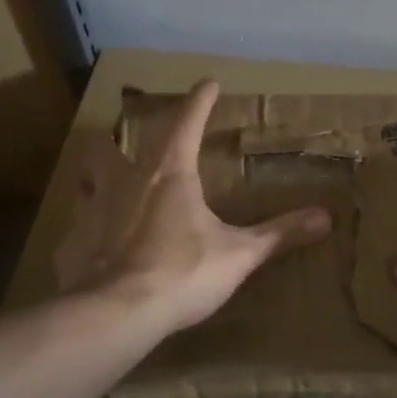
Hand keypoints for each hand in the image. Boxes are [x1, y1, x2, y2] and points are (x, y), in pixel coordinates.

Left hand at [53, 80, 330, 342]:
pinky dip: (81, 237)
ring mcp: (91, 212)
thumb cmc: (183, 272)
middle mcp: (125, 182)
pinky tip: (89, 252)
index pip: (187, 123)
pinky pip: (73, 233)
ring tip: (103, 191)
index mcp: (169, 174)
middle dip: (117, 141)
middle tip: (127, 149)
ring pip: (84, 181)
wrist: (117, 315)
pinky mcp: (71, 246)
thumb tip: (326, 217)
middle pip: (110, 145)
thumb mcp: (240, 254)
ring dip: (93, 181)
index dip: (199, 101)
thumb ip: (280, 234)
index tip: (207, 82)